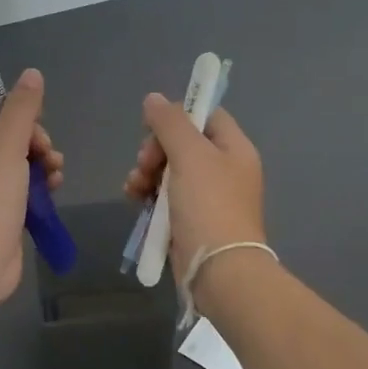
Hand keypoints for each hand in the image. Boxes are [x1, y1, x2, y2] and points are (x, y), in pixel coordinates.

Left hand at [0, 68, 64, 309]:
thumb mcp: (5, 146)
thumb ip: (21, 109)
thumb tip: (32, 74)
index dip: (12, 110)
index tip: (33, 121)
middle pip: (5, 135)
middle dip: (33, 139)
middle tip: (46, 151)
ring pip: (17, 162)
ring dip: (41, 160)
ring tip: (55, 171)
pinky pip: (21, 188)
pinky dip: (39, 184)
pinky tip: (54, 187)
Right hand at [122, 94, 265, 282]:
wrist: (219, 270)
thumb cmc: (209, 205)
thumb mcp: (189, 155)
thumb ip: (170, 123)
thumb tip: (154, 99)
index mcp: (234, 149)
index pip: (206, 115)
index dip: (178, 116)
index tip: (153, 127)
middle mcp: (224, 170)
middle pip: (182, 143)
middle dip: (155, 150)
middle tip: (145, 164)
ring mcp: (208, 197)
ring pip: (169, 171)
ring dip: (146, 173)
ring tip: (134, 187)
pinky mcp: (191, 220)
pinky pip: (165, 197)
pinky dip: (148, 195)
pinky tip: (134, 200)